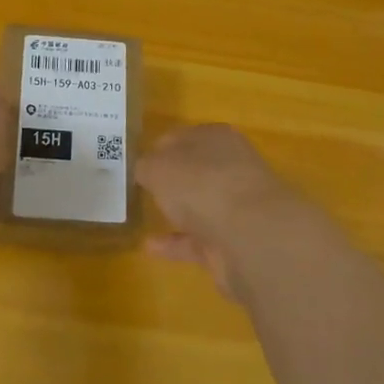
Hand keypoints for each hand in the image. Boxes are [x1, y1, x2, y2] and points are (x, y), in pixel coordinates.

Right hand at [138, 124, 298, 298]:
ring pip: (198, 205)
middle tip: (139, 188)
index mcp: (215, 137)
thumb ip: (146, 166)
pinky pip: (196, 240)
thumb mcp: (157, 166)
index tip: (135, 163)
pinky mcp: (232, 242)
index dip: (158, 148)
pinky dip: (174, 243)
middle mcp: (229, 167)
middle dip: (170, 179)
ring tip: (142, 216)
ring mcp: (234, 206)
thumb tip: (144, 170)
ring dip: (175, 211)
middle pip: (194, 171)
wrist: (248, 236)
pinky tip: (148, 247)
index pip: (181, 137)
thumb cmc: (200, 184)